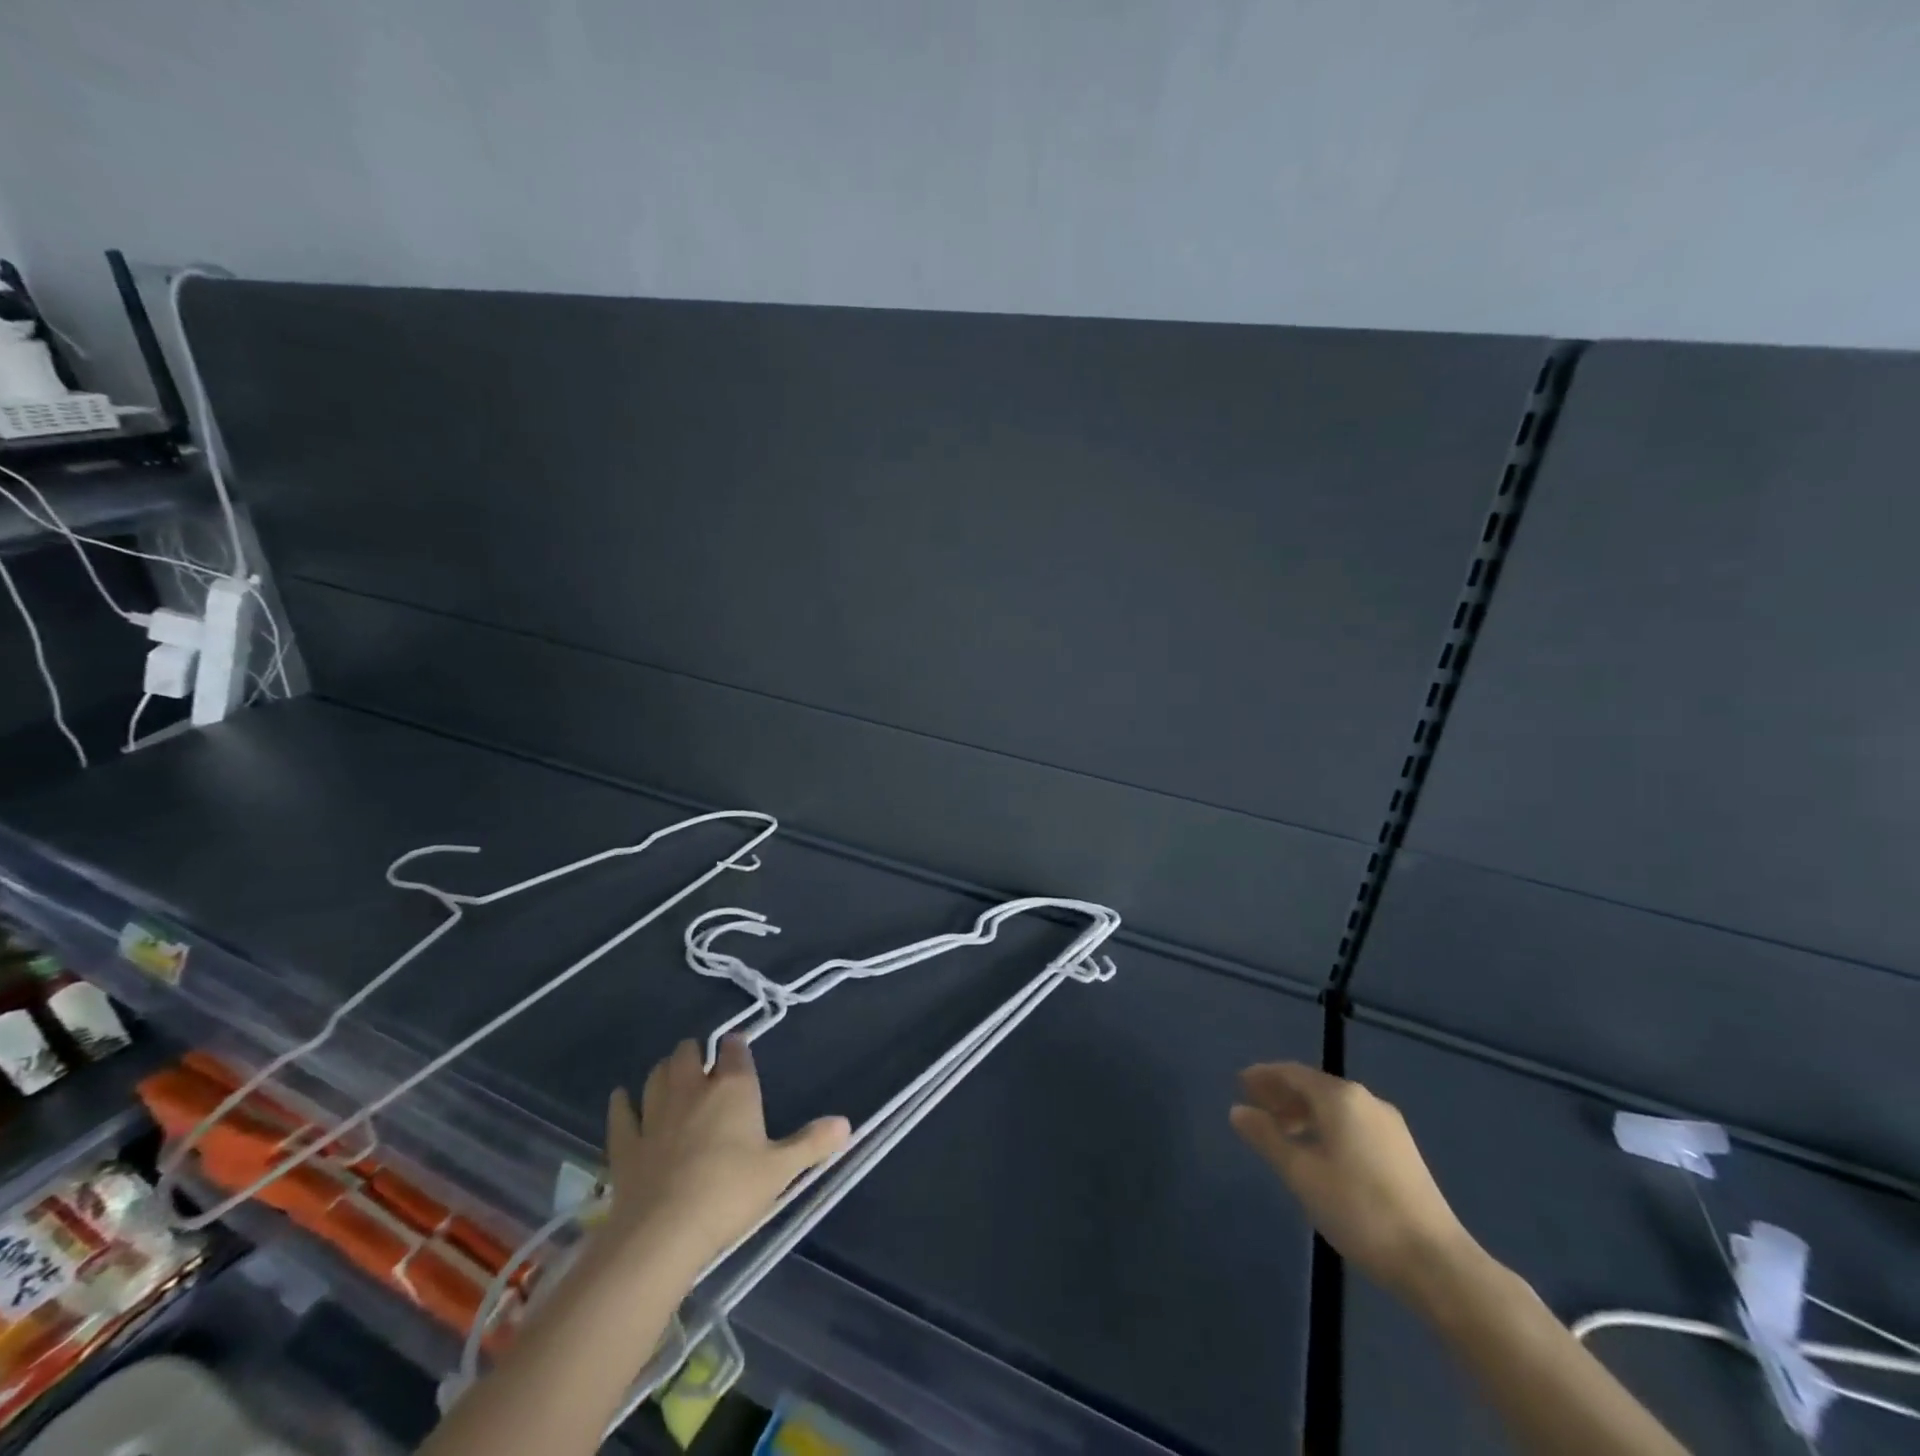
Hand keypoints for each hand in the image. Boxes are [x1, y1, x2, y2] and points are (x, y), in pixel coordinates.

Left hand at [600, 1036, 850, 1276]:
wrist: (663, 1233)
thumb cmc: (730, 1193)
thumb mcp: (780, 1171)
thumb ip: (812, 1144)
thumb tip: (846, 1123)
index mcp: (733, 1088)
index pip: (734, 1050)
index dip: (736, 1046)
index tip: (738, 1048)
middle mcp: (692, 1089)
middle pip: (687, 1053)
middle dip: (694, 1052)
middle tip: (702, 1064)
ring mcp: (655, 1114)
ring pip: (655, 1076)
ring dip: (663, 1071)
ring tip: (669, 1075)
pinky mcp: (626, 1143)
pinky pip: (621, 1114)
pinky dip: (621, 1103)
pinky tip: (621, 1098)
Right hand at [1231, 1062, 1478, 1303]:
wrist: (1436, 1262)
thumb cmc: (1359, 1210)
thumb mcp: (1301, 1173)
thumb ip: (1266, 1137)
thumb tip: (1238, 1110)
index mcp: (1340, 1098)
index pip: (1292, 1073)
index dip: (1263, 1076)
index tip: (1239, 1084)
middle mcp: (1366, 1100)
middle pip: (1315, 1087)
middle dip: (1282, 1094)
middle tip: (1254, 1109)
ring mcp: (1389, 1126)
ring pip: (1335, 1108)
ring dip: (1304, 1113)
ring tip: (1281, 1134)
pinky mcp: (1403, 1152)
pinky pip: (1353, 1124)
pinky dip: (1326, 1127)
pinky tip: (1318, 1153)